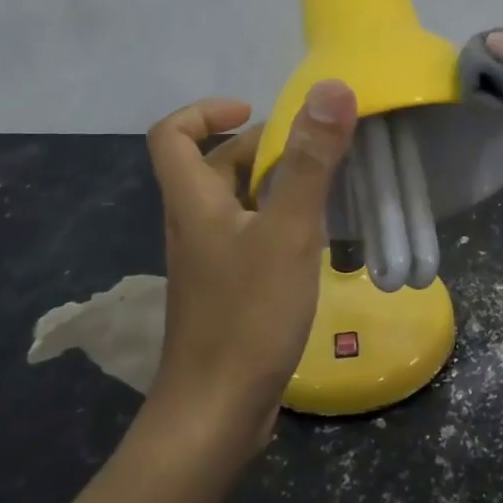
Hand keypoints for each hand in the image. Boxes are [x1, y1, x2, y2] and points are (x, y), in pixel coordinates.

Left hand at [143, 82, 357, 459]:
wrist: (216, 413)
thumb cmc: (248, 315)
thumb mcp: (288, 231)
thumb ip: (310, 160)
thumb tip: (331, 88)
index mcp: (193, 201)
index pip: (170, 134)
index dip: (206, 111)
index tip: (254, 111)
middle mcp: (193, 224)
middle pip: (211, 165)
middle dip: (257, 147)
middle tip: (310, 149)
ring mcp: (209, 260)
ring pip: (234, 202)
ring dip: (273, 185)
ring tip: (324, 187)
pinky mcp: (227, 289)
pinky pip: (249, 235)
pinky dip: (278, 222)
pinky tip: (317, 239)